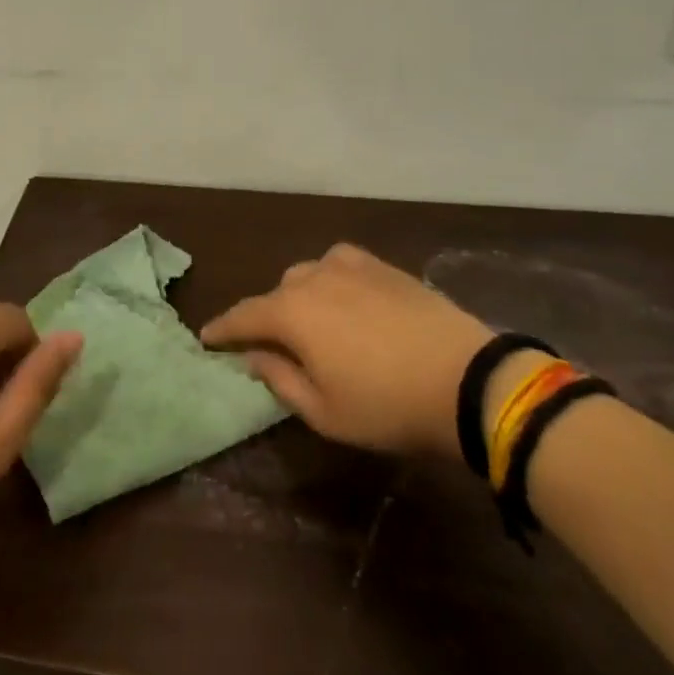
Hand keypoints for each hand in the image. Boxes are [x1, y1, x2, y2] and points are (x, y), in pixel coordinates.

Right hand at [201, 244, 493, 459]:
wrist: (466, 379)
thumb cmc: (387, 405)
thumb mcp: (324, 411)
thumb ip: (280, 380)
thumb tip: (254, 356)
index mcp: (291, 313)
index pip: (243, 317)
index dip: (222, 329)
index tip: (206, 338)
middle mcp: (313, 279)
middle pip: (276, 294)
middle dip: (266, 318)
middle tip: (271, 345)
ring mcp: (349, 266)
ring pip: (307, 274)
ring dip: (299, 297)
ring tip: (311, 321)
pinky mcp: (382, 266)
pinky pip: (340, 263)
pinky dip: (331, 278)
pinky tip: (343, 293)